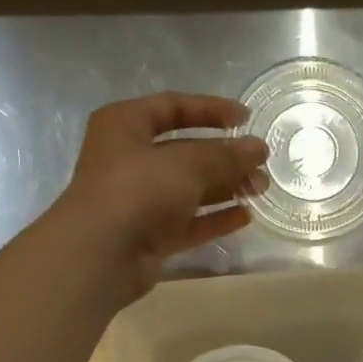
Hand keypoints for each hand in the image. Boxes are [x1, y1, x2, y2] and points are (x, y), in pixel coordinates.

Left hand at [58, 92, 267, 293]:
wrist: (101, 255)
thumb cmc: (137, 190)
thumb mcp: (187, 164)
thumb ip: (226, 155)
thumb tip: (259, 149)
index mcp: (125, 125)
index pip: (173, 107)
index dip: (210, 110)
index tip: (246, 118)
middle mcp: (130, 159)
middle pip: (185, 152)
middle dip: (224, 157)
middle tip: (261, 163)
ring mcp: (139, 200)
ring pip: (189, 189)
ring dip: (225, 188)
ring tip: (260, 189)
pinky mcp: (150, 235)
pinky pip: (188, 222)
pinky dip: (214, 219)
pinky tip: (245, 217)